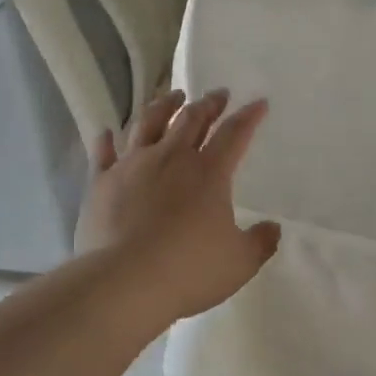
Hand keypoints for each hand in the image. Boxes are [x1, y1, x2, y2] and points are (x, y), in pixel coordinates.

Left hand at [76, 89, 280, 321]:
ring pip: (149, 123)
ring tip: (172, 95)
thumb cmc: (190, 270)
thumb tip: (274, 228)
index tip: (259, 103)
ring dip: (164, 106)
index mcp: (209, 172)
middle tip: (217, 94)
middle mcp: (171, 158)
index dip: (249, 117)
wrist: (125, 281)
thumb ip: (260, 242)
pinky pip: (103, 153)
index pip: (234, 134)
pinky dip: (107, 140)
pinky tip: (107, 132)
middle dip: (208, 103)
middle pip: (192, 119)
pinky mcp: (102, 181)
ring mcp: (133, 165)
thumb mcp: (240, 262)